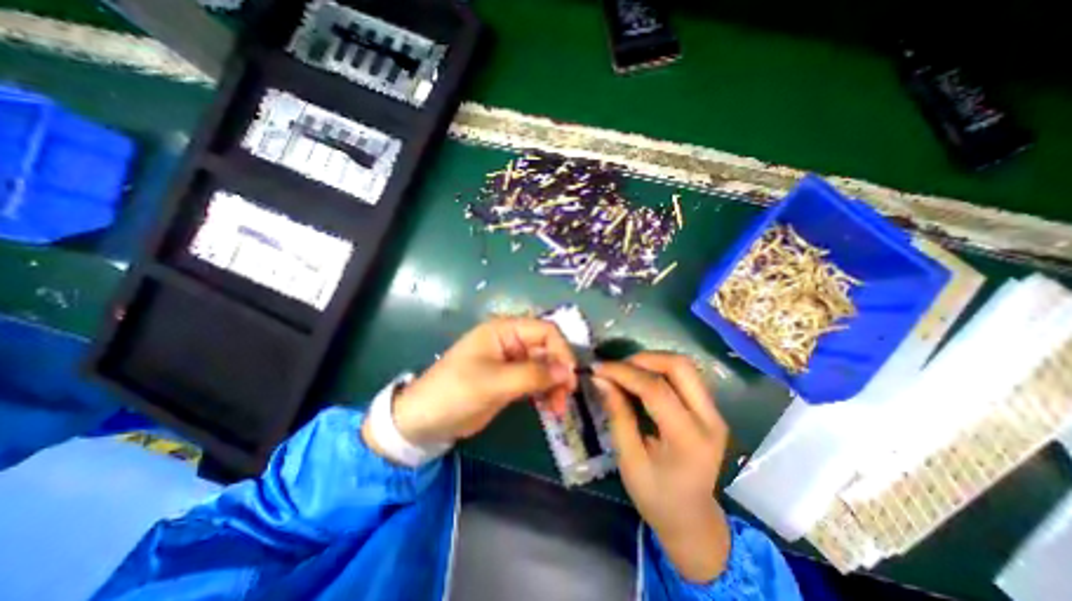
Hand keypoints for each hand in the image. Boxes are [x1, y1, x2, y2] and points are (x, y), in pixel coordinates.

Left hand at [369, 319, 578, 450]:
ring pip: (544, 367)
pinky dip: (545, 392)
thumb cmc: (456, 392)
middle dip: (559, 371)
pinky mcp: (510, 380)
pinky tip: (549, 407)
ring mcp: (511, 362)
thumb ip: (533, 374)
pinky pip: (535, 381)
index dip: (561, 350)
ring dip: (555, 384)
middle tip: (565, 398)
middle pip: (547, 349)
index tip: (570, 376)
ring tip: (557, 409)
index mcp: (504, 330)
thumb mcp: (495, 382)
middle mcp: (511, 342)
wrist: (425, 420)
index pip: (545, 331)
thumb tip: (569, 371)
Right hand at [591, 351, 732, 582]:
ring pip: (684, 366)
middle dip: (642, 359)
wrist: (693, 521)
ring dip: (651, 361)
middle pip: (680, 366)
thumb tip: (601, 379)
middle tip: (615, 368)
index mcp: (689, 440)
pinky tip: (640, 379)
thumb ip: (618, 415)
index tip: (598, 369)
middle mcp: (710, 420)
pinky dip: (659, 370)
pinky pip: (685, 376)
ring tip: (625, 372)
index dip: (624, 373)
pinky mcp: (710, 410)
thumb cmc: (656, 497)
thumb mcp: (629, 460)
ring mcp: (715, 413)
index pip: (656, 389)